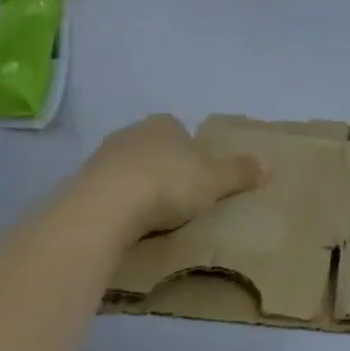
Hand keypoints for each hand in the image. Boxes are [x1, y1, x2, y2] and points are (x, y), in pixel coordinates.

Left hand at [70, 114, 263, 238]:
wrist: (105, 208)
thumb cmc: (168, 183)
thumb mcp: (215, 179)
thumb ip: (240, 172)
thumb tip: (269, 166)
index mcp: (163, 124)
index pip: (179, 130)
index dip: (191, 151)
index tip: (199, 177)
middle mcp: (131, 133)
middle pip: (153, 148)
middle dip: (164, 168)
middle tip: (180, 198)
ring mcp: (101, 158)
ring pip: (128, 169)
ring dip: (139, 187)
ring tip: (154, 217)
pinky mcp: (80, 185)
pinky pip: (108, 193)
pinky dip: (118, 206)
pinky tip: (128, 226)